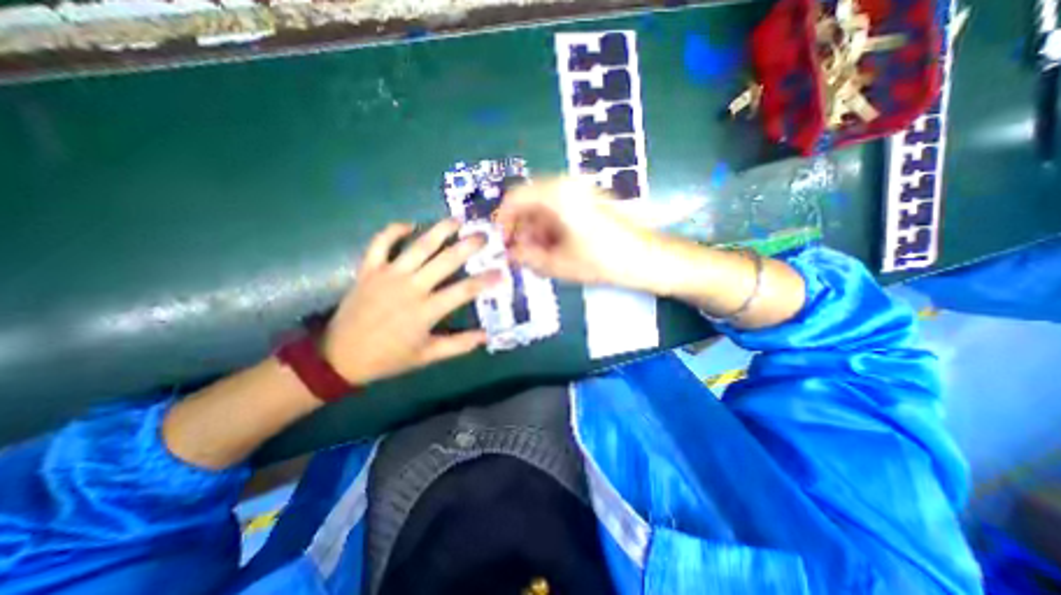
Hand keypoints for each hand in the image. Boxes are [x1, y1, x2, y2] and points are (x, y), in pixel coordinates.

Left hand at [322, 220, 499, 381]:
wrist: (340, 356)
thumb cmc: (388, 357)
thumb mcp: (427, 357)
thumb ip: (458, 345)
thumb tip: (486, 335)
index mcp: (426, 311)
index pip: (464, 290)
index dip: (485, 280)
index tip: (501, 272)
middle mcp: (411, 287)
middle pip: (445, 260)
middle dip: (468, 246)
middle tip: (484, 235)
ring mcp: (388, 275)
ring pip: (418, 246)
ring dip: (439, 230)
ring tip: (457, 219)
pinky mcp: (369, 269)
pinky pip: (380, 242)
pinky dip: (393, 230)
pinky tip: (409, 225)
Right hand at [494, 174, 660, 287]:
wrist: (646, 258)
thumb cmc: (603, 260)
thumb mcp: (559, 264)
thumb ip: (528, 257)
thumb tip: (511, 253)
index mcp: (556, 194)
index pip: (515, 198)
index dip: (504, 221)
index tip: (502, 243)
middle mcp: (567, 184)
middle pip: (530, 202)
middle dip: (521, 229)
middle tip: (521, 254)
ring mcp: (580, 190)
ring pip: (544, 207)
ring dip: (536, 231)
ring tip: (539, 256)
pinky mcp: (589, 200)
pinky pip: (560, 210)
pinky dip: (551, 228)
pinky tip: (555, 248)